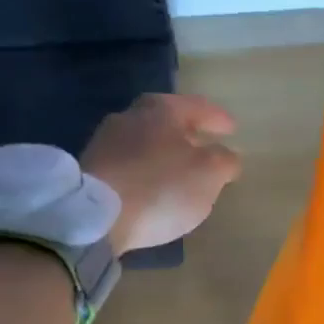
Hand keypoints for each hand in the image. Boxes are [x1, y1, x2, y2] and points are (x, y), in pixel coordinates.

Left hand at [83, 91, 242, 254]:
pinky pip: (129, 165)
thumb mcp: (208, 174)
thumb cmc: (161, 187)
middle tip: (205, 147)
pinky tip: (153, 188)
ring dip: (164, 154)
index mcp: (161, 110)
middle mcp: (130, 117)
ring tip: (180, 172)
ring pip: (145, 142)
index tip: (232, 129)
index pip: (198, 106)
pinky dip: (145, 172)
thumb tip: (227, 156)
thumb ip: (224, 161)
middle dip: (187, 134)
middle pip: (166, 121)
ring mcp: (105, 142)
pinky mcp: (92, 170)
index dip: (218, 118)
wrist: (97, 217)